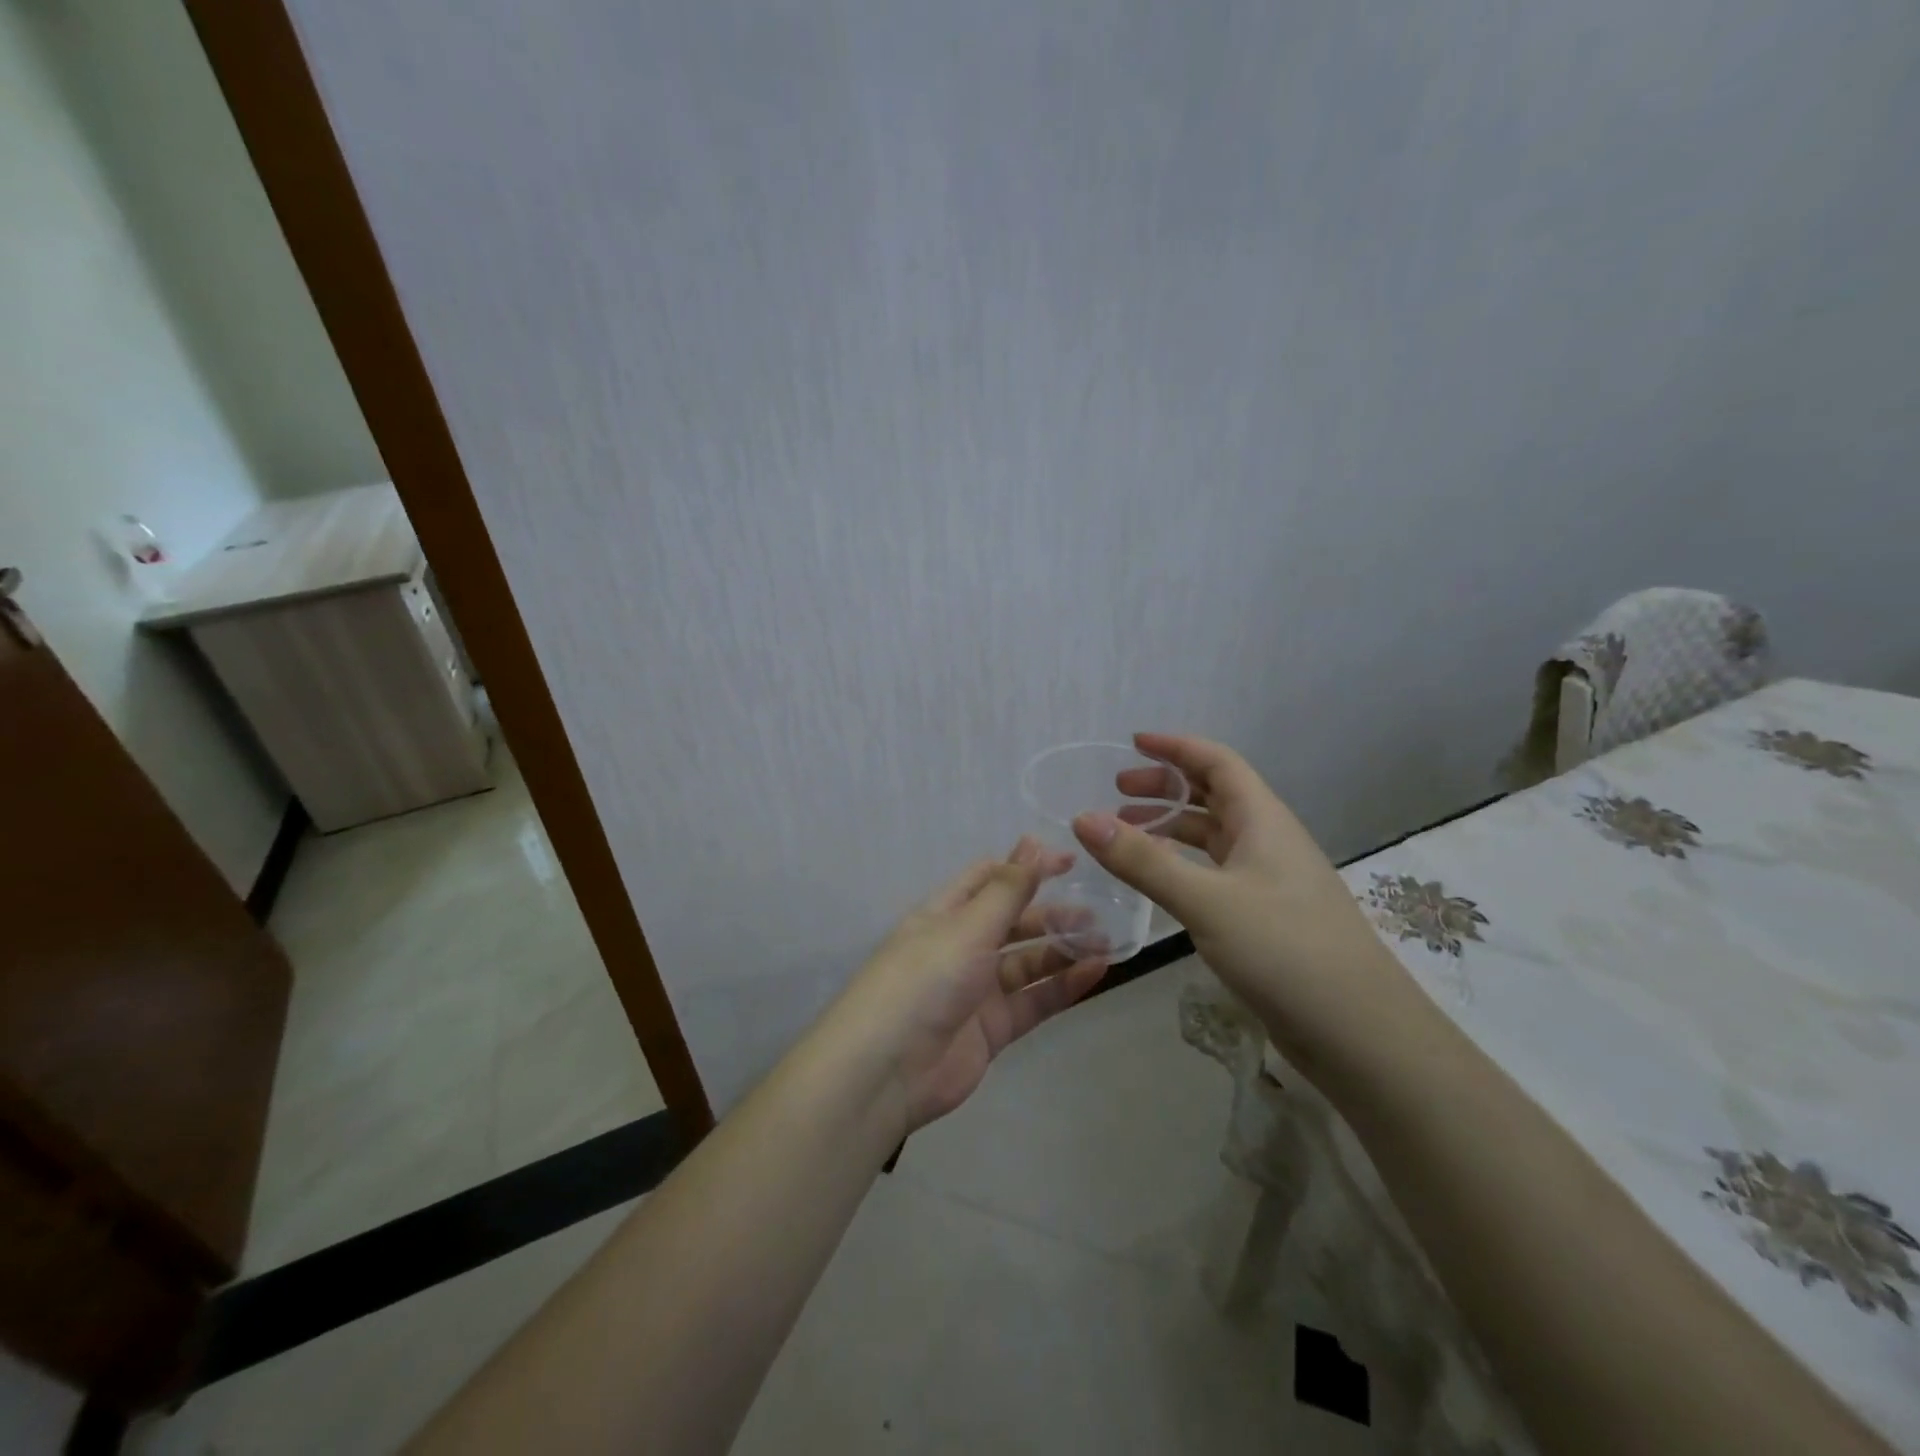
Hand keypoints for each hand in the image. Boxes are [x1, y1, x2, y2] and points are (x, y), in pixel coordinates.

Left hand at [826, 838, 1108, 1138]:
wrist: (887, 1071)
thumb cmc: (925, 980)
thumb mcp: (967, 927)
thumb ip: (1007, 890)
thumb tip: (1033, 841)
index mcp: (945, 913)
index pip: (990, 879)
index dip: (1027, 867)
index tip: (1071, 863)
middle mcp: (961, 946)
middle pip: (1013, 921)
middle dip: (1052, 914)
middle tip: (1098, 911)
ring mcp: (977, 989)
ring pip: (1028, 962)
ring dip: (1063, 950)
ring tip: (1105, 941)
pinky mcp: (992, 1029)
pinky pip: (1033, 1001)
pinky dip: (1062, 987)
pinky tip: (1095, 972)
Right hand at [1071, 733, 1422, 1075]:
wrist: (1361, 1033)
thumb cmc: (1285, 950)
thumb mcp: (1206, 901)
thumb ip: (1143, 861)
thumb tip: (1082, 819)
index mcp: (1263, 821)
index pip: (1217, 763)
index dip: (1176, 747)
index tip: (1133, 743)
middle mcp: (1269, 841)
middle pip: (1214, 795)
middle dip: (1166, 787)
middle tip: (1118, 793)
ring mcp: (1270, 881)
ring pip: (1215, 837)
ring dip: (1172, 827)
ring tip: (1128, 833)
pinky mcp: (1267, 917)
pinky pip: (1217, 872)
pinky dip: (1184, 865)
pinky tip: (1161, 882)